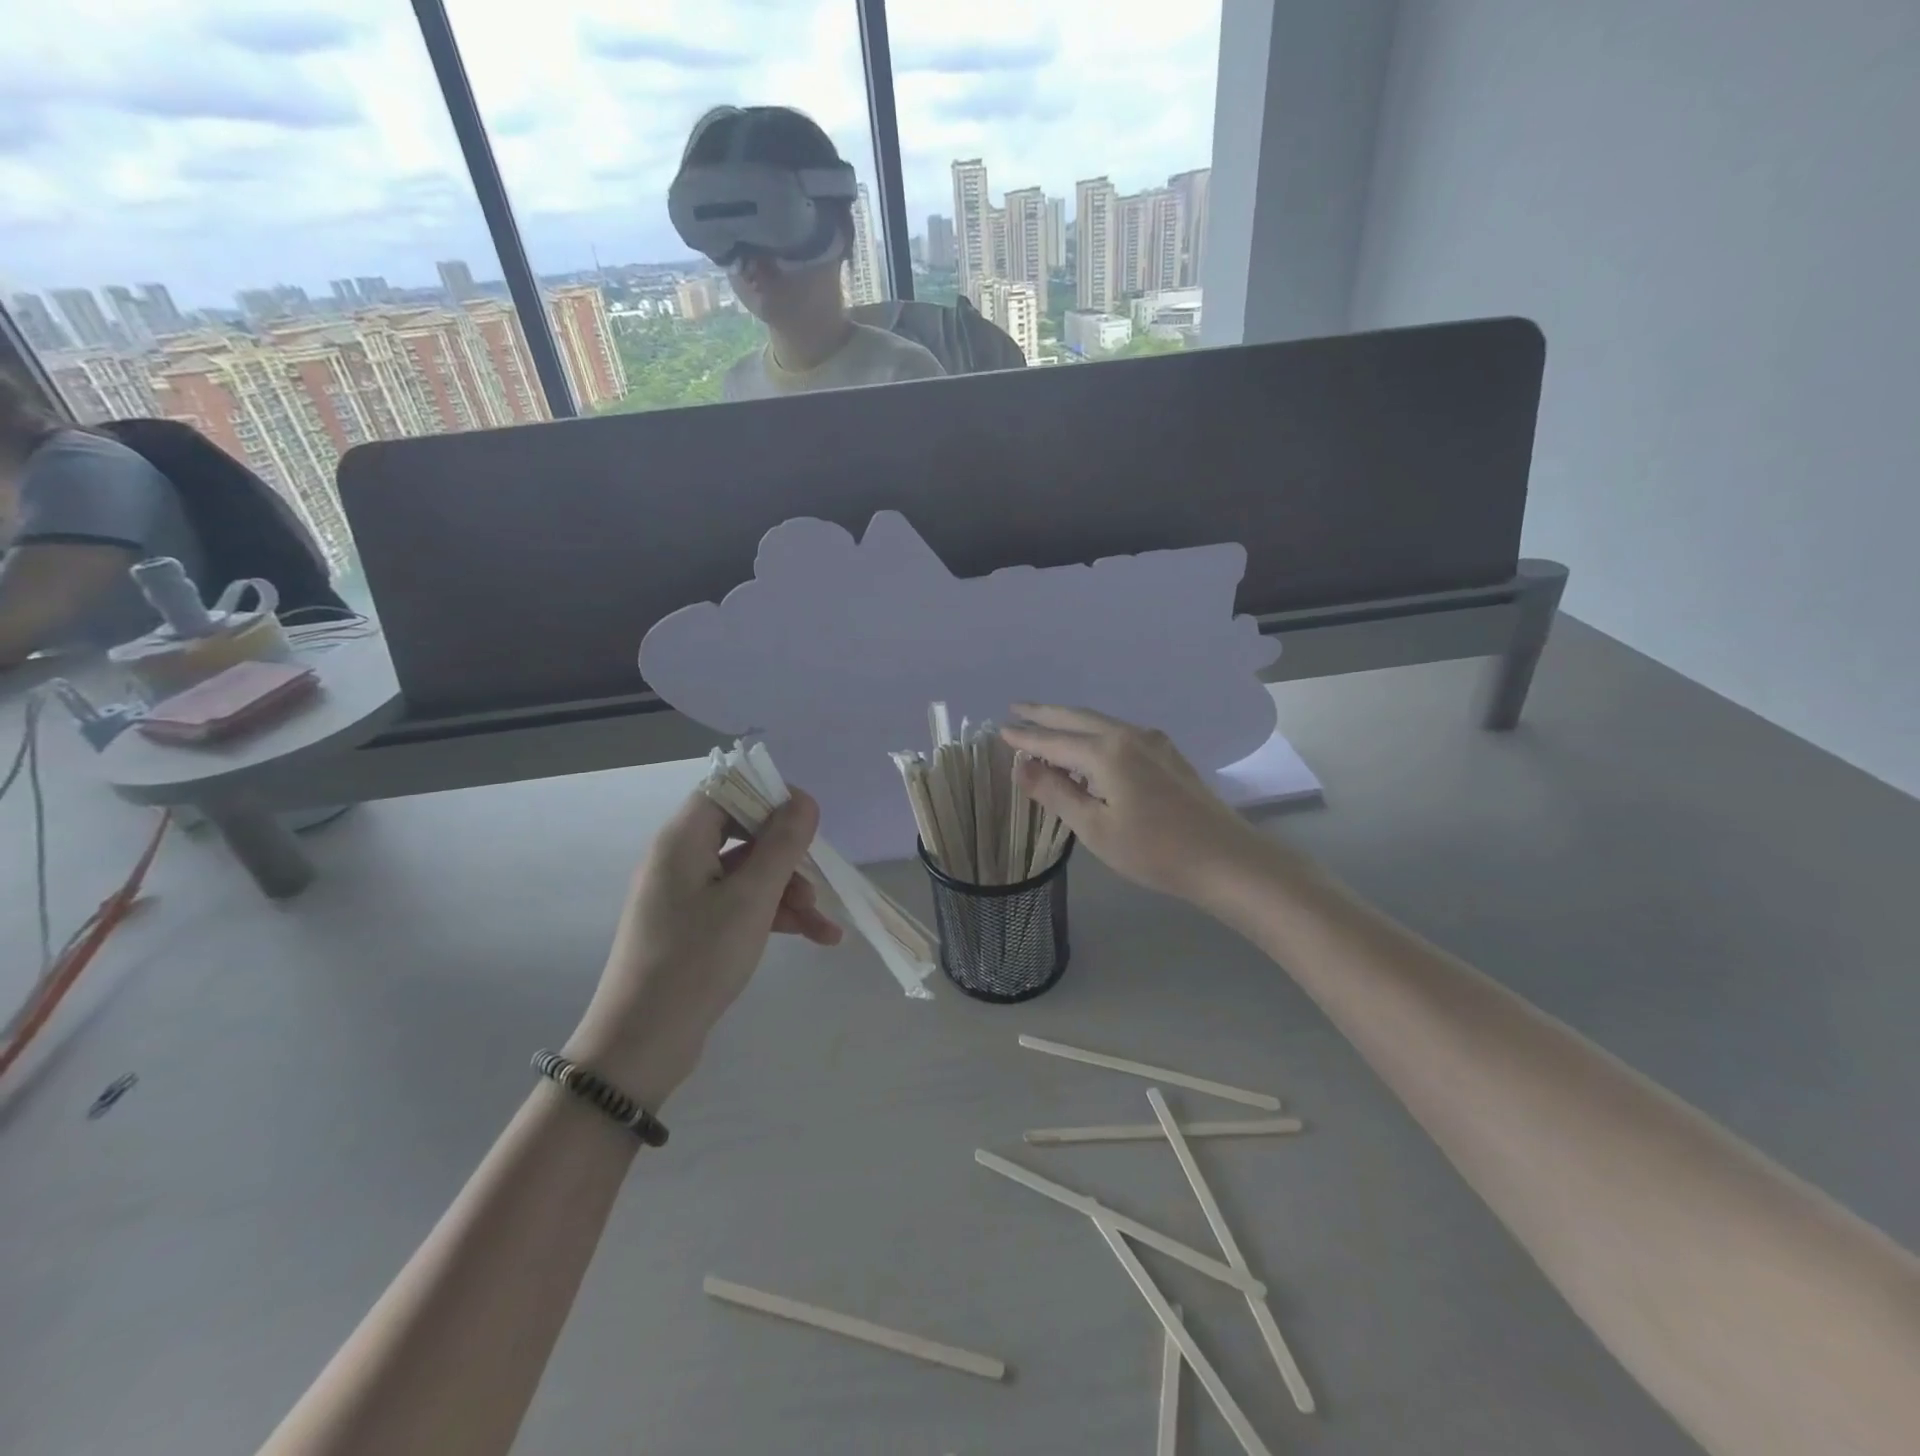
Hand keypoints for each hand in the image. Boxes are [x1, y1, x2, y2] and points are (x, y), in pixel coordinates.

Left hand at [566, 789, 840, 1108]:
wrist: (643, 1042)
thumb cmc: (698, 958)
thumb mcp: (752, 898)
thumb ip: (782, 843)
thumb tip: (804, 800)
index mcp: (682, 839)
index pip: (726, 789)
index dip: (769, 796)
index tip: (807, 820)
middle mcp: (679, 858)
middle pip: (743, 832)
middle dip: (787, 856)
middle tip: (815, 878)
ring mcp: (684, 895)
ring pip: (747, 873)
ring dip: (788, 891)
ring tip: (821, 925)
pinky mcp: (692, 926)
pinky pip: (739, 903)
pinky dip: (773, 915)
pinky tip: (814, 937)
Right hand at [1002, 705, 1277, 908]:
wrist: (1226, 859)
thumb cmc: (1154, 850)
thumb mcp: (1095, 828)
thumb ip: (1056, 792)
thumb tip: (1021, 765)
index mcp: (1107, 752)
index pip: (1054, 740)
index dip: (1025, 737)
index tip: (1000, 729)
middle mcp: (1129, 736)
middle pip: (1078, 718)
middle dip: (1045, 714)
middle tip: (1017, 708)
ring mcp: (1154, 743)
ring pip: (1101, 723)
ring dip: (1070, 722)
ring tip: (1046, 726)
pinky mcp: (1168, 756)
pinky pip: (1119, 735)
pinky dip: (1094, 734)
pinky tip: (1090, 748)